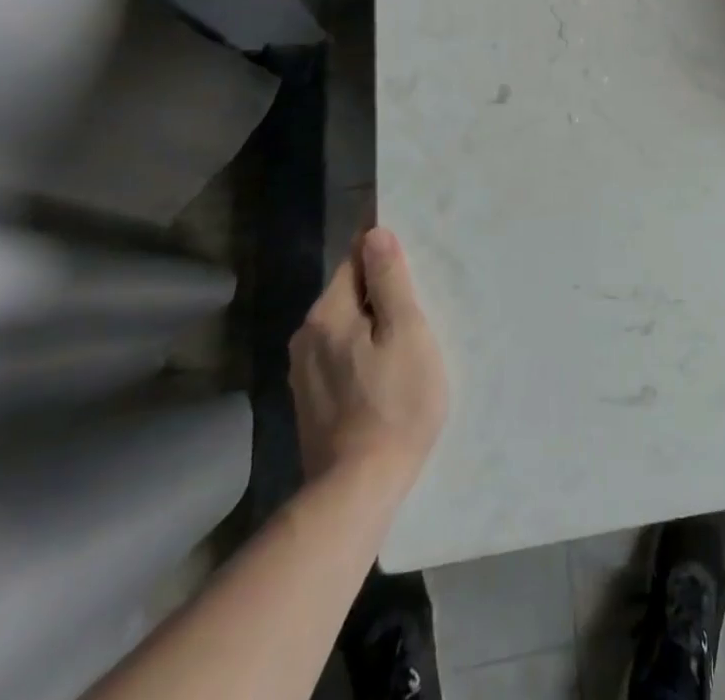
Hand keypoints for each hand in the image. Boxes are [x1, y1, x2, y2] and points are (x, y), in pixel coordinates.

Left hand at [290, 225, 447, 490]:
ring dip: (373, 322)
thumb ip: (389, 281)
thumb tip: (375, 233)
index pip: (354, 260)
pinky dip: (364, 351)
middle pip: (348, 293)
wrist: (357, 491)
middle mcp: (306, 337)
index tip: (412, 257)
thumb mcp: (406, 332)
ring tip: (408, 335)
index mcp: (326, 314)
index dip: (383, 252)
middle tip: (420, 299)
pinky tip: (386, 370)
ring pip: (345, 326)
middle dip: (380, 290)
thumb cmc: (394, 403)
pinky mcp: (312, 402)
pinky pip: (341, 355)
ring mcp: (304, 373)